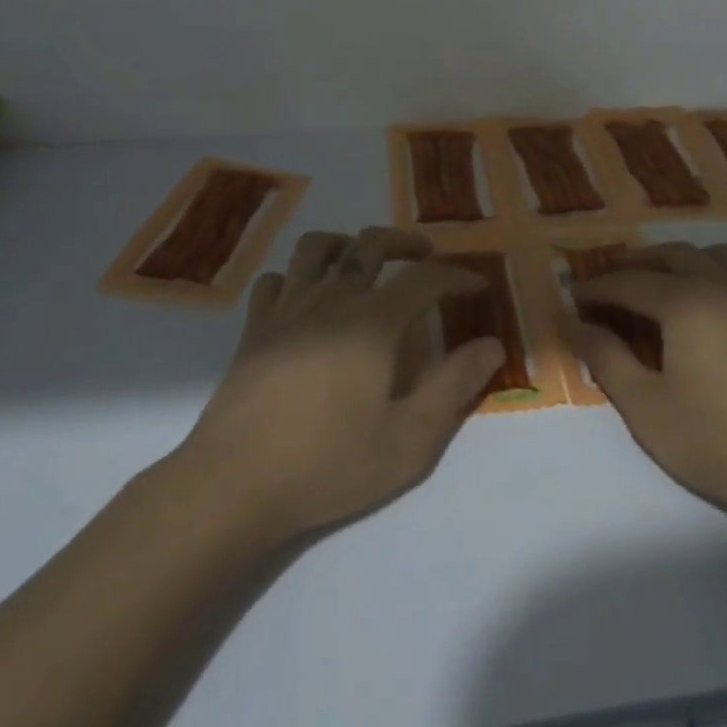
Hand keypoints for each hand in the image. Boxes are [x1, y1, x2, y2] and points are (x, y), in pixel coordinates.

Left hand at [175, 227, 503, 542]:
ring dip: (347, 243)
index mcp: (373, 321)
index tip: (477, 285)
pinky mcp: (254, 329)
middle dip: (404, 242)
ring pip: (317, 248)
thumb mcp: (409, 439)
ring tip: (363, 259)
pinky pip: (277, 280)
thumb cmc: (329, 463)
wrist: (234, 484)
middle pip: (369, 244)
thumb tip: (492, 345)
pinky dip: (297, 276)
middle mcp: (331, 299)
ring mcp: (287, 310)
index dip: (457, 276)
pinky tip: (306, 297)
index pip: (424, 279)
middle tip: (425, 255)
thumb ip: (454, 386)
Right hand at [573, 243, 726, 540]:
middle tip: (612, 283)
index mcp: (688, 304)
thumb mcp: (646, 409)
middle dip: (637, 263)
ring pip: (716, 255)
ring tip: (664, 285)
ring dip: (683, 261)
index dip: (598, 287)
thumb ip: (606, 359)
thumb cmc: (719, 446)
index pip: (630, 282)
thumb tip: (577, 324)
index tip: (575, 295)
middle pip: (673, 254)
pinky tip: (722, 303)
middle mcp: (726, 286)